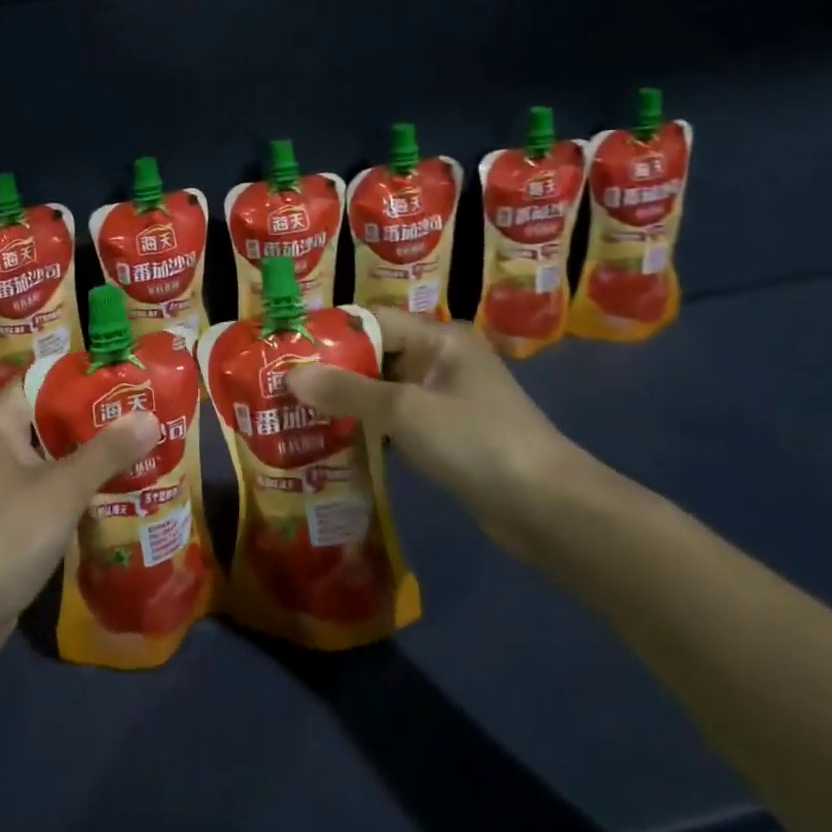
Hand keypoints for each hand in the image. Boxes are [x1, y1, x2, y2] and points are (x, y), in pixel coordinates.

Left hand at [0, 387, 159, 643]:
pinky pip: (46, 476)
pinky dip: (75, 477)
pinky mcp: (3, 505)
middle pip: (52, 412)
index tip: (133, 380)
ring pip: (52, 447)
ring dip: (90, 450)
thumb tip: (151, 416)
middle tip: (147, 413)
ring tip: (141, 444)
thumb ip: (108, 450)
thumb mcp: (63, 489)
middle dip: (97, 416)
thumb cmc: (7, 535)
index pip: (48, 377)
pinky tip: (114, 483)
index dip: (90, 378)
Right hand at [289, 308, 595, 558]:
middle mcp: (442, 360)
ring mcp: (446, 399)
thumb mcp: (404, 410)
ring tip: (298, 413)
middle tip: (283, 385)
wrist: (548, 510)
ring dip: (347, 402)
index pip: (371, 321)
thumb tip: (291, 375)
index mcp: (439, 338)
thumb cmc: (475, 441)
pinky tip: (334, 441)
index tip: (286, 349)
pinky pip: (397, 419)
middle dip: (331, 370)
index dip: (328, 333)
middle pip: (375, 354)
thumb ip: (346, 390)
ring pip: (383, 390)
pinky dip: (368, 426)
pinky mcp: (448, 434)